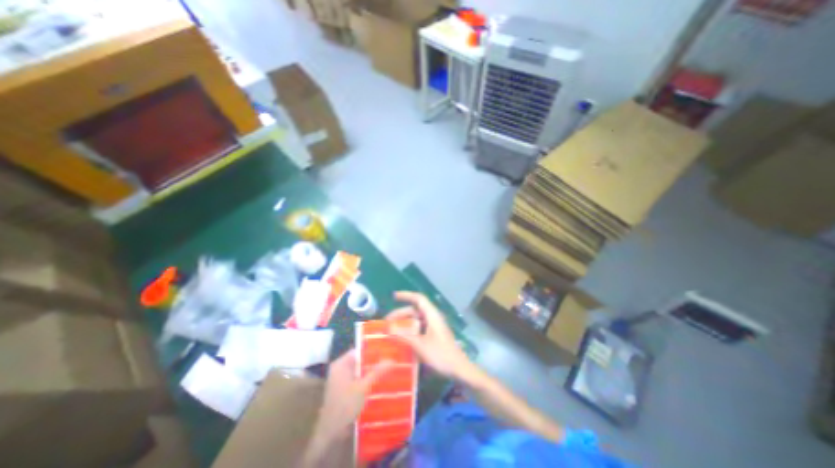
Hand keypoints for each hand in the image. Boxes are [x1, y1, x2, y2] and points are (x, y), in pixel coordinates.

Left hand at [313, 350, 395, 441]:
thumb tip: (392, 360)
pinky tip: (378, 382)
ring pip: (359, 371)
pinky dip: (366, 380)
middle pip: (360, 361)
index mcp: (341, 364)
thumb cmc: (345, 405)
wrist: (330, 433)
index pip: (359, 351)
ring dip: (371, 372)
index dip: (373, 350)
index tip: (387, 350)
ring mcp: (341, 380)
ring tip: (388, 369)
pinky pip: (357, 379)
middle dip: (374, 362)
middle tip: (390, 360)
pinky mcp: (343, 390)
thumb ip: (377, 372)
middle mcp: (339, 369)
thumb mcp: (363, 387)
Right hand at [387, 291, 474, 382]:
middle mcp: (433, 318)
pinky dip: (410, 331)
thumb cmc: (441, 355)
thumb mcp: (420, 345)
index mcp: (432, 315)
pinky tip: (403, 339)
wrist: (459, 369)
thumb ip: (404, 336)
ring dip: (405, 323)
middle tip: (387, 322)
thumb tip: (389, 329)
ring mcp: (434, 327)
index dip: (406, 295)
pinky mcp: (434, 335)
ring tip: (392, 331)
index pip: (418, 299)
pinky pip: (420, 328)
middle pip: (415, 310)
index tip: (393, 296)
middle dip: (401, 314)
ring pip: (417, 320)